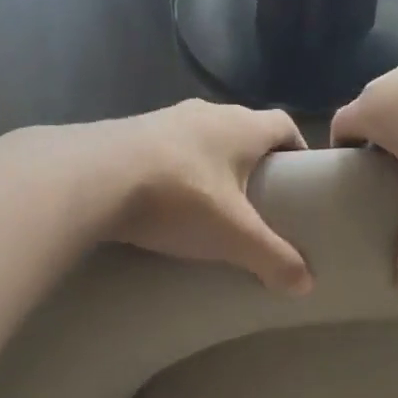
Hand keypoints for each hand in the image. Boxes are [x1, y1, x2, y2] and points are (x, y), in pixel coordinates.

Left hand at [97, 99, 312, 293]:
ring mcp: (163, 118)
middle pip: (242, 131)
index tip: (301, 179)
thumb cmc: (179, 198)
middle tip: (258, 200)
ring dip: (210, 164)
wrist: (91, 178)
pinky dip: (174, 169)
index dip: (297, 150)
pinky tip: (165, 200)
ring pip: (200, 138)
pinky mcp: (128, 132)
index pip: (284, 127)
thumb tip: (306, 285)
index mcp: (241, 126)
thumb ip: (272, 258)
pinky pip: (164, 149)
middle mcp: (206, 112)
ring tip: (210, 203)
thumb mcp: (233, 235)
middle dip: (253, 162)